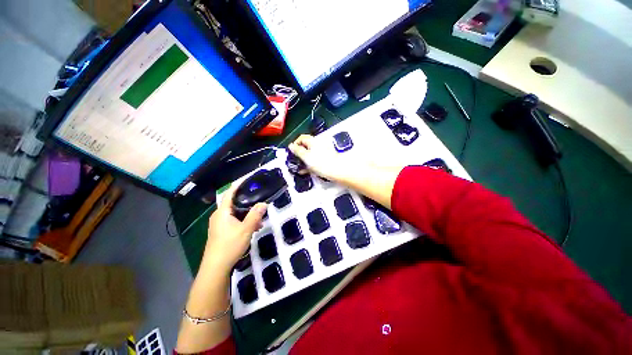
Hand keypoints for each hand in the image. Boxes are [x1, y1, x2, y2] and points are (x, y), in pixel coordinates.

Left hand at [202, 184, 266, 273]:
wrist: (215, 268)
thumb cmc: (229, 246)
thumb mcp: (246, 229)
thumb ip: (255, 215)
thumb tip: (263, 203)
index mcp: (222, 212)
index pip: (230, 193)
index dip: (238, 184)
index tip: (248, 178)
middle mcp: (219, 216)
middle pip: (234, 203)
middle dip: (247, 202)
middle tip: (259, 200)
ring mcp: (219, 224)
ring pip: (235, 213)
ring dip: (248, 213)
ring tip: (260, 218)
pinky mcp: (221, 231)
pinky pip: (234, 220)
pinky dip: (244, 221)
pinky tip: (254, 227)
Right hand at [288, 134, 351, 180]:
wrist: (337, 171)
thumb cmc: (321, 163)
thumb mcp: (306, 157)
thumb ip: (297, 151)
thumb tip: (291, 145)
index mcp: (313, 141)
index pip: (302, 138)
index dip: (295, 143)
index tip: (291, 152)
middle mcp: (318, 144)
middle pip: (306, 146)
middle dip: (299, 153)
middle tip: (294, 161)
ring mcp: (322, 152)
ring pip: (310, 154)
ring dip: (303, 160)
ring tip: (299, 167)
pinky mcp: (325, 159)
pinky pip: (315, 159)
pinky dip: (310, 163)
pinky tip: (305, 170)